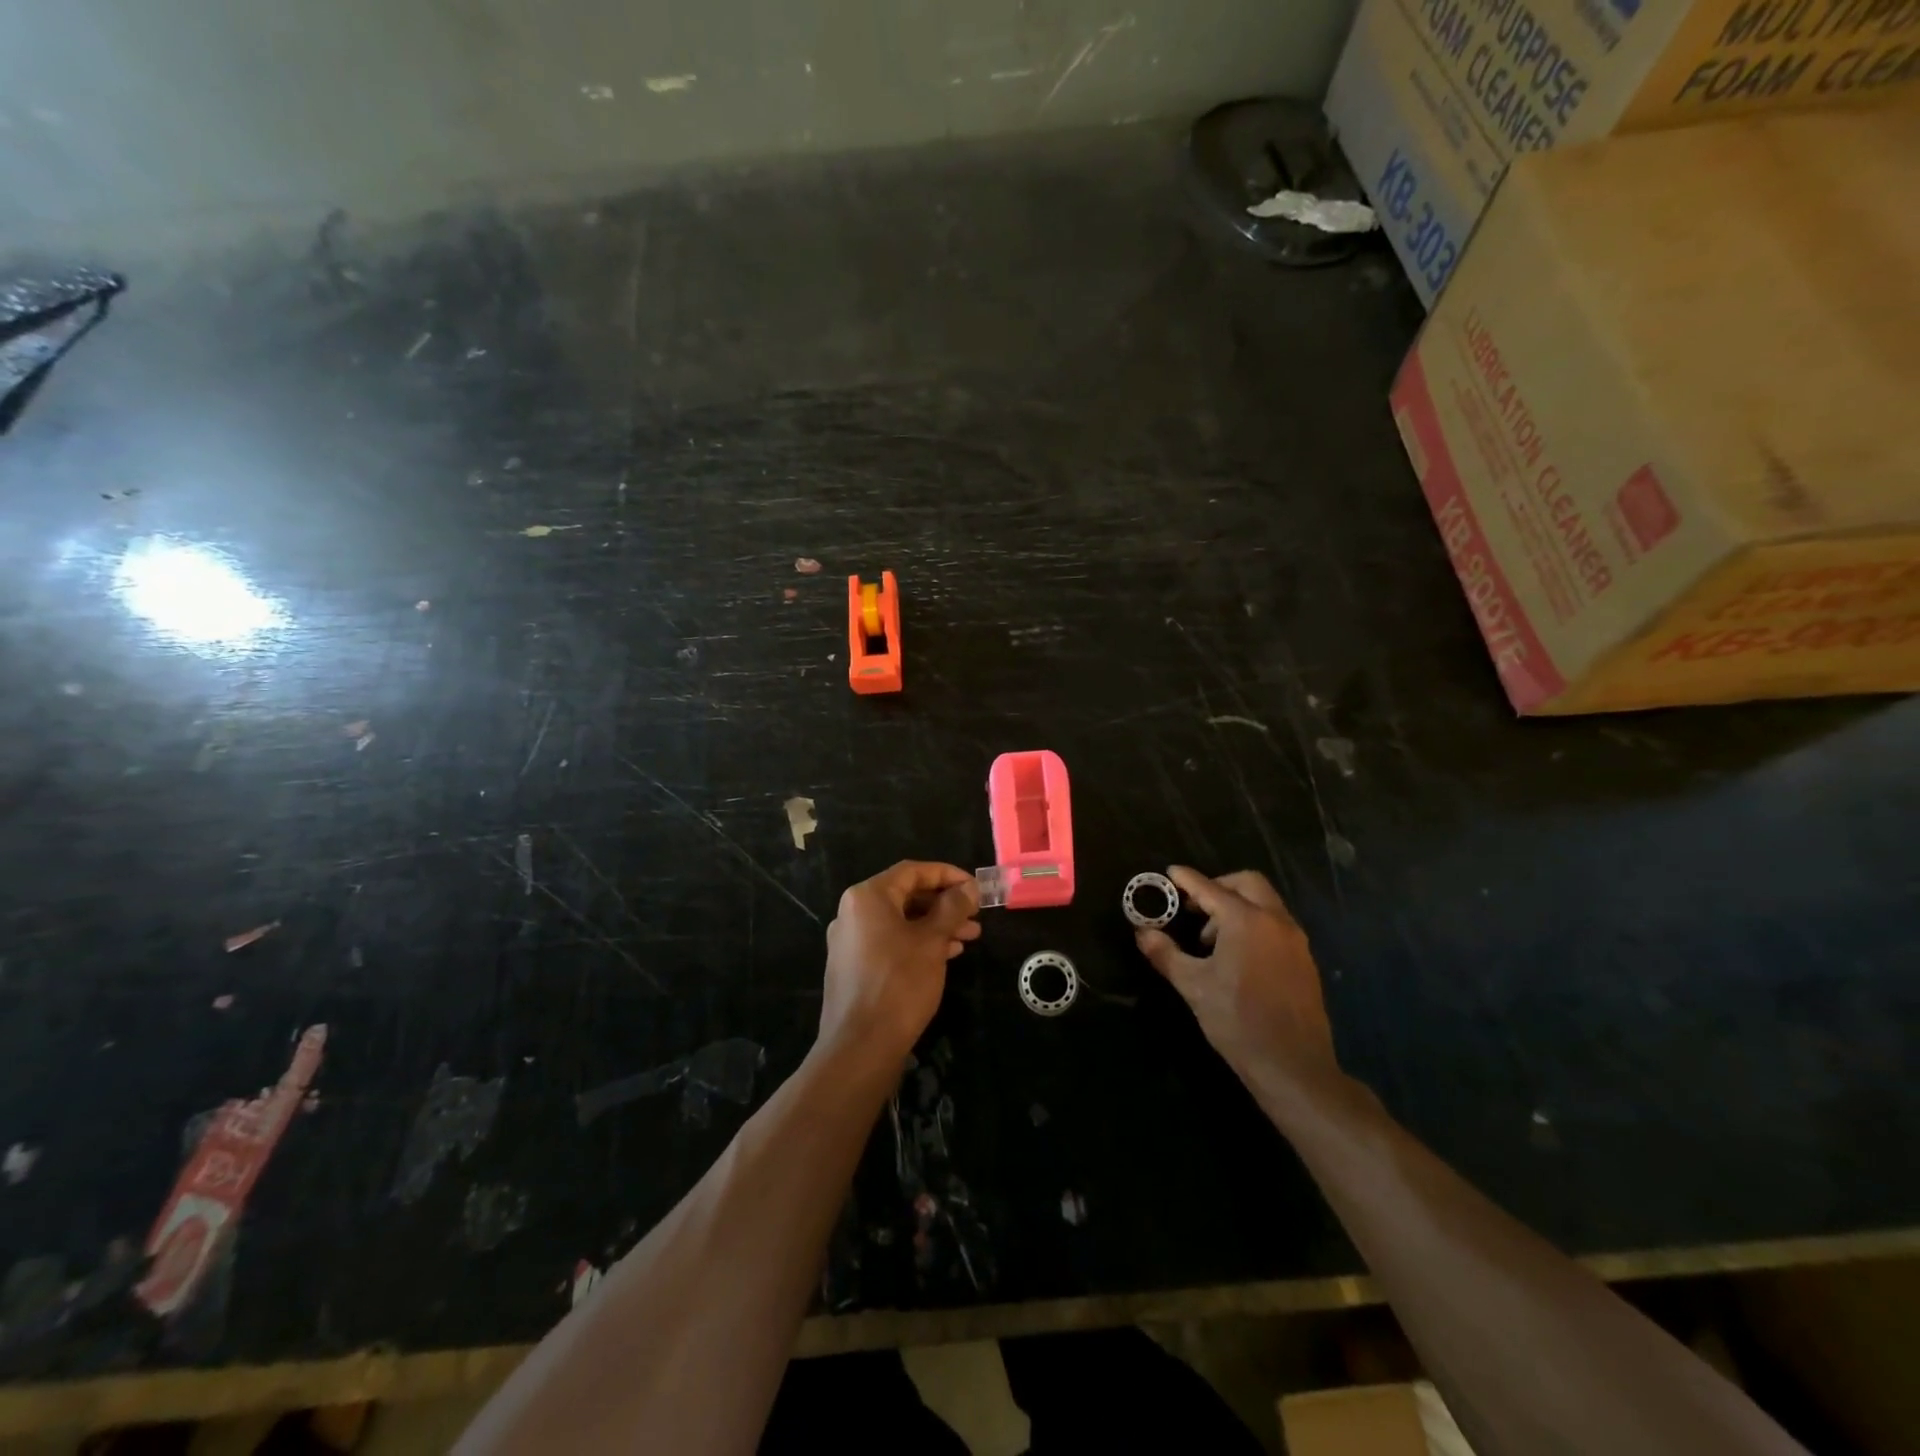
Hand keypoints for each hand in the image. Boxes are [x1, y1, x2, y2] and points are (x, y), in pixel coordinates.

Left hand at [821, 861, 980, 1065]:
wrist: (860, 1047)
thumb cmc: (899, 984)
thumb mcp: (932, 941)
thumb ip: (952, 908)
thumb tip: (968, 887)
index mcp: (867, 897)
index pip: (912, 871)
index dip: (947, 874)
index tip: (975, 887)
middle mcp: (853, 913)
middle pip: (905, 895)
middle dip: (944, 904)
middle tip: (976, 915)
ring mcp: (850, 941)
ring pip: (900, 921)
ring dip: (935, 925)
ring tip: (970, 937)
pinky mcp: (853, 967)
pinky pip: (890, 942)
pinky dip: (918, 942)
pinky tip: (946, 955)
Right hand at [1135, 866, 1339, 1100]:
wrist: (1293, 1066)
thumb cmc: (1237, 1021)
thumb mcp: (1193, 986)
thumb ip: (1166, 954)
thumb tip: (1143, 933)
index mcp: (1246, 921)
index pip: (1210, 889)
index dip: (1187, 879)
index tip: (1171, 872)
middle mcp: (1275, 921)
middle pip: (1247, 884)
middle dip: (1218, 886)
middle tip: (1195, 907)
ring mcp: (1295, 940)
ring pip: (1265, 903)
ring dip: (1237, 907)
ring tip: (1212, 940)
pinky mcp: (1305, 960)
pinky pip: (1277, 925)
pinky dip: (1254, 924)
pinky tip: (1237, 957)